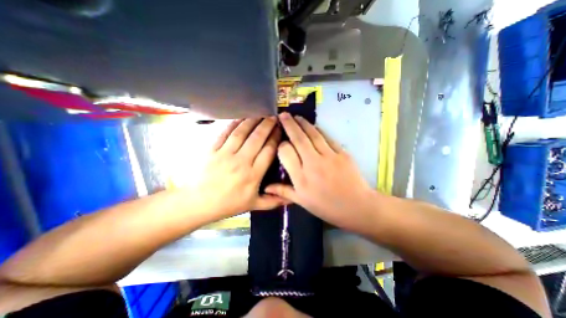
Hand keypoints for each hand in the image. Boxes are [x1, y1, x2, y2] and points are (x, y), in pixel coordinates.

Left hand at [192, 116, 286, 220]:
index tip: (281, 129)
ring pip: (242, 133)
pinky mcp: (212, 149)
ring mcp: (225, 154)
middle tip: (274, 116)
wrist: (199, 203)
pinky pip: (225, 133)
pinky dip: (234, 123)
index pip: (268, 151)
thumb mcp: (254, 205)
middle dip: (267, 125)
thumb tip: (292, 198)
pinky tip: (242, 117)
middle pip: (257, 138)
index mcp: (253, 175)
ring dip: (253, 121)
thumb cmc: (229, 204)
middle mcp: (241, 161)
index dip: (276, 138)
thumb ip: (273, 201)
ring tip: (261, 113)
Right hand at [264, 113, 377, 231]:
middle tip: (283, 115)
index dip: (281, 144)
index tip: (281, 142)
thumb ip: (283, 191)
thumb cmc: (327, 207)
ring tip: (296, 116)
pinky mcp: (342, 153)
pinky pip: (327, 138)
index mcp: (301, 178)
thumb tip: (265, 187)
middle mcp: (313, 164)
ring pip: (313, 134)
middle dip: (289, 124)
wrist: (357, 206)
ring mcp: (329, 156)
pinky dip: (318, 130)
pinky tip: (313, 126)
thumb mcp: (302, 202)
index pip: (286, 152)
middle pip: (298, 139)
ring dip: (303, 123)